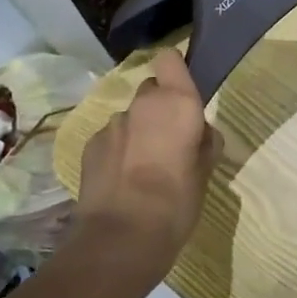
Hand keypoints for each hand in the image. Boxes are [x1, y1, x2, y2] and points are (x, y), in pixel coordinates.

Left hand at [72, 50, 219, 288]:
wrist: (121, 238)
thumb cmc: (177, 202)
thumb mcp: (206, 172)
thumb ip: (204, 143)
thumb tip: (199, 134)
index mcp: (177, 103)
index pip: (170, 60)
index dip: (175, 71)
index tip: (183, 93)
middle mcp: (143, 104)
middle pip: (151, 90)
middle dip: (159, 108)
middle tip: (169, 142)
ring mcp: (112, 124)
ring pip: (130, 118)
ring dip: (138, 133)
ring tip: (144, 169)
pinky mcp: (90, 146)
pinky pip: (111, 139)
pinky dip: (118, 152)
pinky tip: (123, 181)